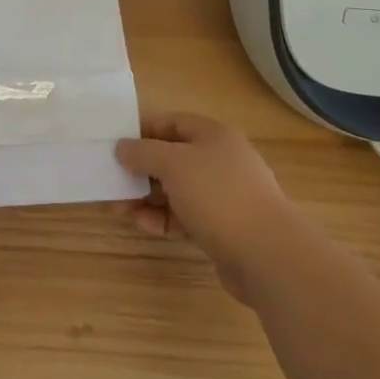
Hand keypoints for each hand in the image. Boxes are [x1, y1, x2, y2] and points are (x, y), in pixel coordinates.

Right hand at [116, 112, 307, 305]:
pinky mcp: (223, 228)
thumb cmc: (217, 194)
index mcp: (213, 135)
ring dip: (147, 196)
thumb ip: (143, 152)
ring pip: (177, 190)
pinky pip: (185, 216)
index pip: (171, 123)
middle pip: (172, 157)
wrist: (267, 255)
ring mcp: (223, 196)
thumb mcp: (173, 163)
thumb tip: (122, 147)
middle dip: (140, 169)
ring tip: (117, 207)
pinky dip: (162, 218)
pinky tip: (140, 224)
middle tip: (112, 180)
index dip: (143, 131)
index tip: (116, 144)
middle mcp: (220, 160)